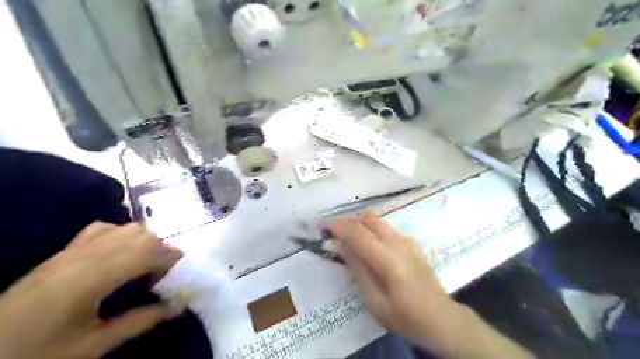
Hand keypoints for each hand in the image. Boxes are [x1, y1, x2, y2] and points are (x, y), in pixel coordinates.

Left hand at [0, 222, 181, 358]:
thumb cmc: (36, 353)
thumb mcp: (91, 346)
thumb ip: (138, 322)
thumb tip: (178, 307)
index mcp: (91, 277)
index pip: (147, 251)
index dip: (172, 258)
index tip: (183, 275)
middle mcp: (86, 255)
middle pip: (141, 235)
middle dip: (163, 250)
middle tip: (167, 274)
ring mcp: (73, 249)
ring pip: (126, 228)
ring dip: (147, 241)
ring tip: (149, 264)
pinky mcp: (64, 250)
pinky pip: (104, 228)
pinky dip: (123, 234)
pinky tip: (123, 252)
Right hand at [327, 213, 533, 357]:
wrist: (441, 318)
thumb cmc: (405, 316)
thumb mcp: (375, 302)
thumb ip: (358, 271)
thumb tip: (342, 247)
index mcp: (388, 259)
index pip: (358, 233)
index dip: (339, 226)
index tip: (324, 226)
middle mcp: (398, 243)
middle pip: (369, 219)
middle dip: (349, 219)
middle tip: (334, 228)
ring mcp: (408, 241)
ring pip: (379, 221)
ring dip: (360, 222)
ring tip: (347, 233)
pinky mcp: (413, 244)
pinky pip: (387, 229)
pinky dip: (372, 228)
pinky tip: (368, 242)